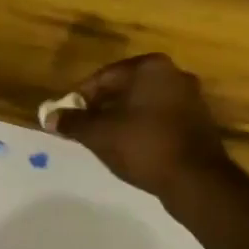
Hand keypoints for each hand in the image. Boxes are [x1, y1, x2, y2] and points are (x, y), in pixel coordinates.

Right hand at [51, 53, 231, 200]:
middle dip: (102, 107)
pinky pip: (161, 119)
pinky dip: (143, 129)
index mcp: (150, 67)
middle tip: (84, 129)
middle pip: (125, 88)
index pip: (103, 77)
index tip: (67, 117)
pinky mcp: (199, 122)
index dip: (80, 98)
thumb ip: (72, 122)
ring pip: (143, 104)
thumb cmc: (144, 146)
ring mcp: (191, 98)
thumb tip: (48, 117)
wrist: (196, 180)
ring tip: (105, 141)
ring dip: (122, 119)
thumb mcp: (99, 134)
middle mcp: (174, 74)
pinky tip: (132, 149)